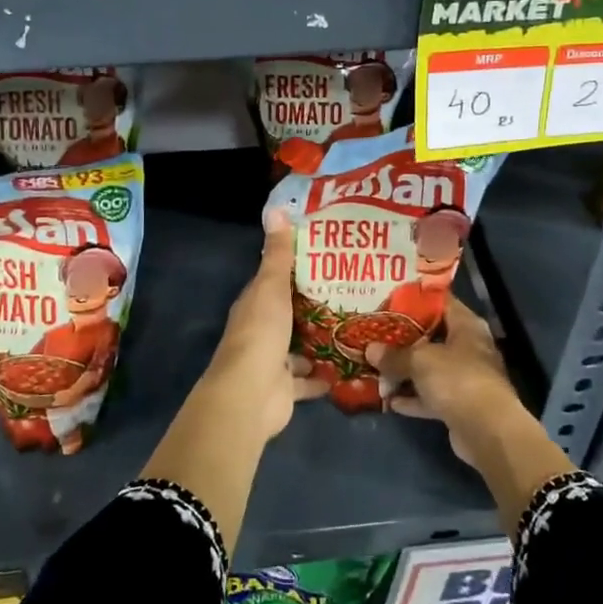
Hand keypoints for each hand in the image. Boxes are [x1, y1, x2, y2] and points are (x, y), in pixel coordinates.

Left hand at [206, 205, 328, 440]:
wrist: (250, 394)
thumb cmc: (260, 333)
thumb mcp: (271, 287)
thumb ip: (277, 254)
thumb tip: (276, 209)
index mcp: (255, 304)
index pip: (275, 281)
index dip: (296, 268)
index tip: (326, 257)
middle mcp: (262, 331)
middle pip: (289, 314)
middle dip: (312, 306)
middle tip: (350, 292)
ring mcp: (273, 361)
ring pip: (298, 348)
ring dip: (318, 341)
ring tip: (352, 327)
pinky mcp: (286, 389)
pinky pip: (308, 381)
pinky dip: (323, 377)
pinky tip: (347, 367)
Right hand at [374, 296, 524, 462]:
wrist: (488, 432)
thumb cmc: (457, 379)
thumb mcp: (420, 360)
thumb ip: (394, 355)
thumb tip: (370, 350)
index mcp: (466, 326)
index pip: (440, 302)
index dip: (414, 300)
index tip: (388, 301)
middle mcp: (468, 348)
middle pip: (431, 337)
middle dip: (403, 339)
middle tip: (375, 335)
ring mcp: (465, 379)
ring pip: (429, 369)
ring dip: (404, 372)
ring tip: (375, 368)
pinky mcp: (459, 406)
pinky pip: (430, 397)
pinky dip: (412, 398)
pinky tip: (389, 401)